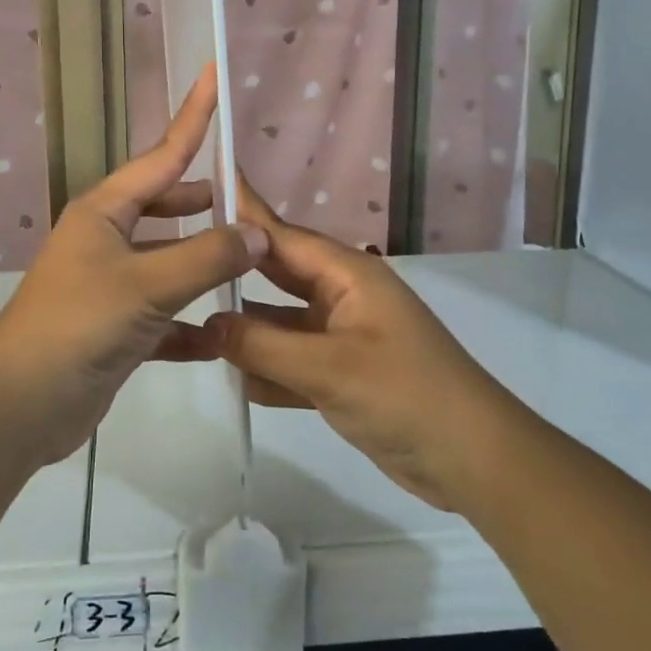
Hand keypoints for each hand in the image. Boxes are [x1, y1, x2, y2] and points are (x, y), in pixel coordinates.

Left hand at [0, 65, 267, 465]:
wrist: (21, 405)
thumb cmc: (78, 326)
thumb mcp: (147, 284)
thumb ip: (207, 256)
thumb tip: (258, 233)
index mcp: (104, 212)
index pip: (161, 156)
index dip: (192, 118)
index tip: (212, 78)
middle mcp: (105, 241)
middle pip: (164, 208)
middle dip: (202, 203)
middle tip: (246, 203)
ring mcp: (109, 286)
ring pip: (168, 263)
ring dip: (202, 266)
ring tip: (247, 266)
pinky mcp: (115, 329)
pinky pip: (164, 315)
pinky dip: (190, 324)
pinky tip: (222, 338)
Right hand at [203, 184, 511, 509]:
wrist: (473, 460)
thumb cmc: (406, 396)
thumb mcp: (329, 368)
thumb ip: (262, 345)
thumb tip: (205, 325)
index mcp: (347, 275)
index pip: (281, 236)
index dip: (241, 215)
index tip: (199, 190)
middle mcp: (342, 296)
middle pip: (276, 274)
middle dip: (233, 271)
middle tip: (178, 260)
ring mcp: (342, 336)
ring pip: (280, 321)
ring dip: (243, 327)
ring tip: (186, 322)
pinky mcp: (342, 374)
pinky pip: (291, 361)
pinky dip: (265, 368)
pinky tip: (229, 377)